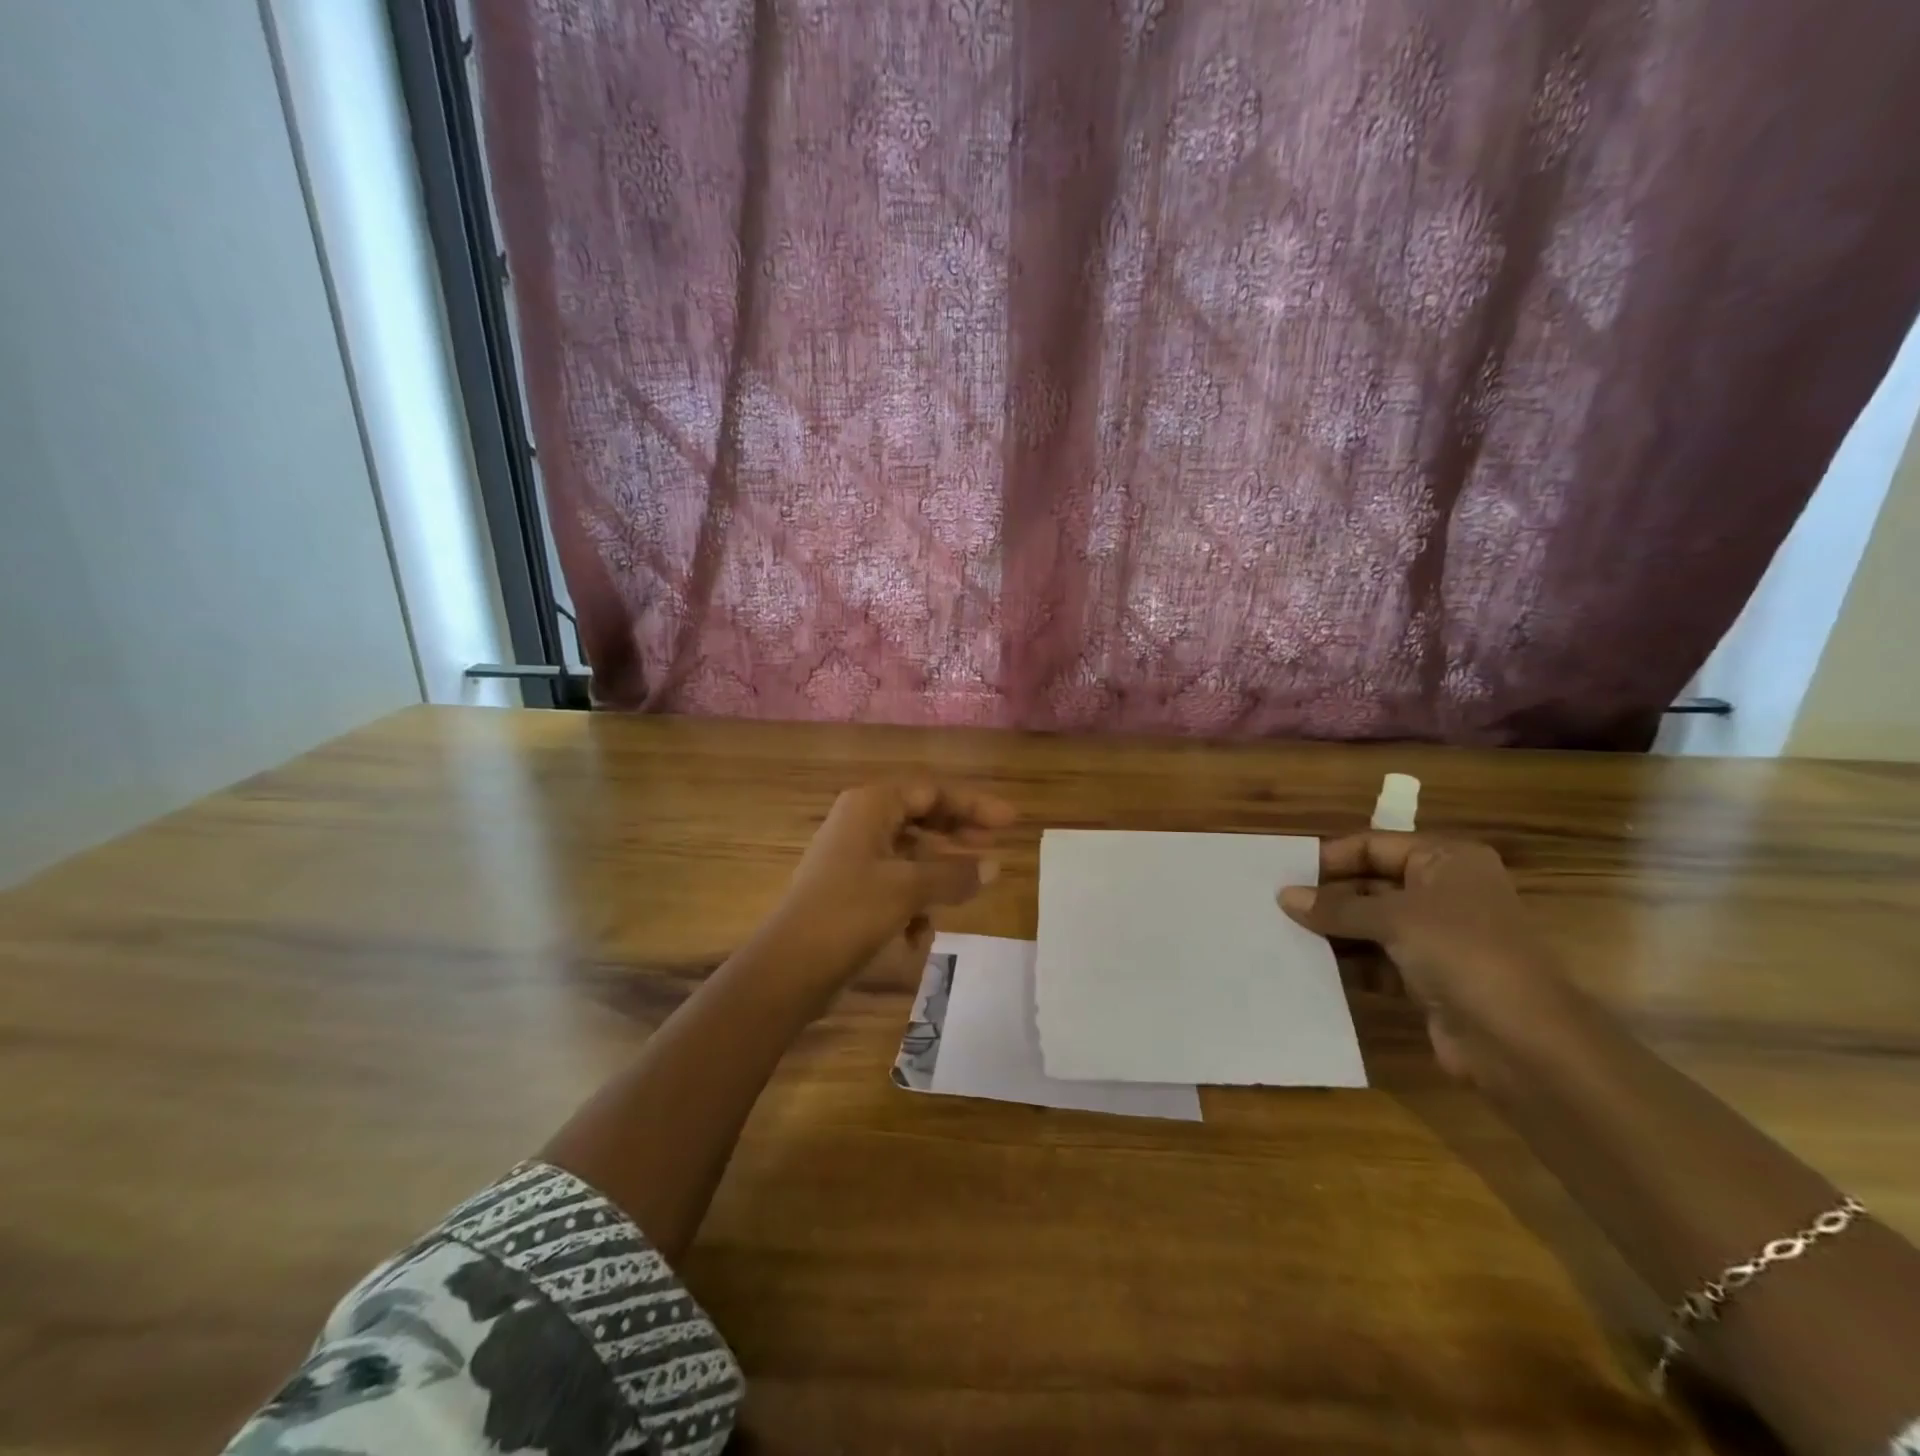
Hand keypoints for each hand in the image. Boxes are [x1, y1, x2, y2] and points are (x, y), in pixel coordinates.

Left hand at [763, 782, 1014, 992]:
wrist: (790, 966)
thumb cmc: (850, 912)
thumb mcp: (910, 889)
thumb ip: (955, 874)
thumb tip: (995, 867)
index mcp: (871, 806)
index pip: (932, 792)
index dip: (974, 805)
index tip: (1010, 822)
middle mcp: (860, 822)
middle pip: (921, 819)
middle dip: (958, 837)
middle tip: (995, 850)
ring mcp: (852, 857)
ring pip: (909, 854)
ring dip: (938, 875)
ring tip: (968, 893)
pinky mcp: (848, 890)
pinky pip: (893, 883)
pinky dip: (912, 902)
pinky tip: (920, 936)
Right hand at [1277, 833, 1576, 1081]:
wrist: (1523, 1042)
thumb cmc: (1462, 953)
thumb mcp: (1394, 918)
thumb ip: (1336, 907)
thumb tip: (1284, 896)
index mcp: (1446, 860)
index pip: (1374, 846)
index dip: (1330, 859)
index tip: (1285, 875)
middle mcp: (1443, 892)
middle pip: (1370, 883)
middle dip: (1328, 897)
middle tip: (1277, 907)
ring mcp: (1438, 937)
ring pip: (1371, 924)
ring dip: (1333, 931)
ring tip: (1284, 935)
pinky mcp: (1429, 977)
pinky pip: (1377, 960)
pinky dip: (1348, 962)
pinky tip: (1310, 966)